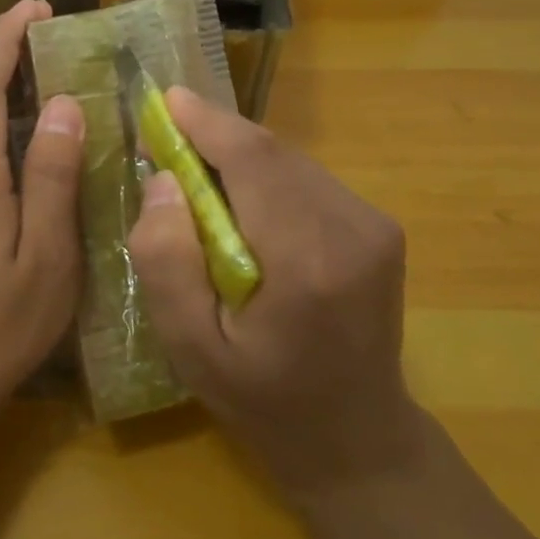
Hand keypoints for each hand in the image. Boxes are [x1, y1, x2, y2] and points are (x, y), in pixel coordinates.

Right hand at [127, 88, 420, 501]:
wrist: (355, 438)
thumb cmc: (263, 401)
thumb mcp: (191, 348)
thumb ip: (167, 262)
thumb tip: (161, 182)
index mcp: (307, 261)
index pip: (252, 161)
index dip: (206, 122)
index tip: (164, 99)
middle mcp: (353, 228)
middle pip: (272, 152)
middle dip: (215, 135)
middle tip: (165, 136)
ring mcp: (374, 225)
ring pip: (290, 161)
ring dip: (238, 156)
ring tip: (193, 170)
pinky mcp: (378, 228)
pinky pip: (306, 180)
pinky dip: (264, 176)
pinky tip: (238, 201)